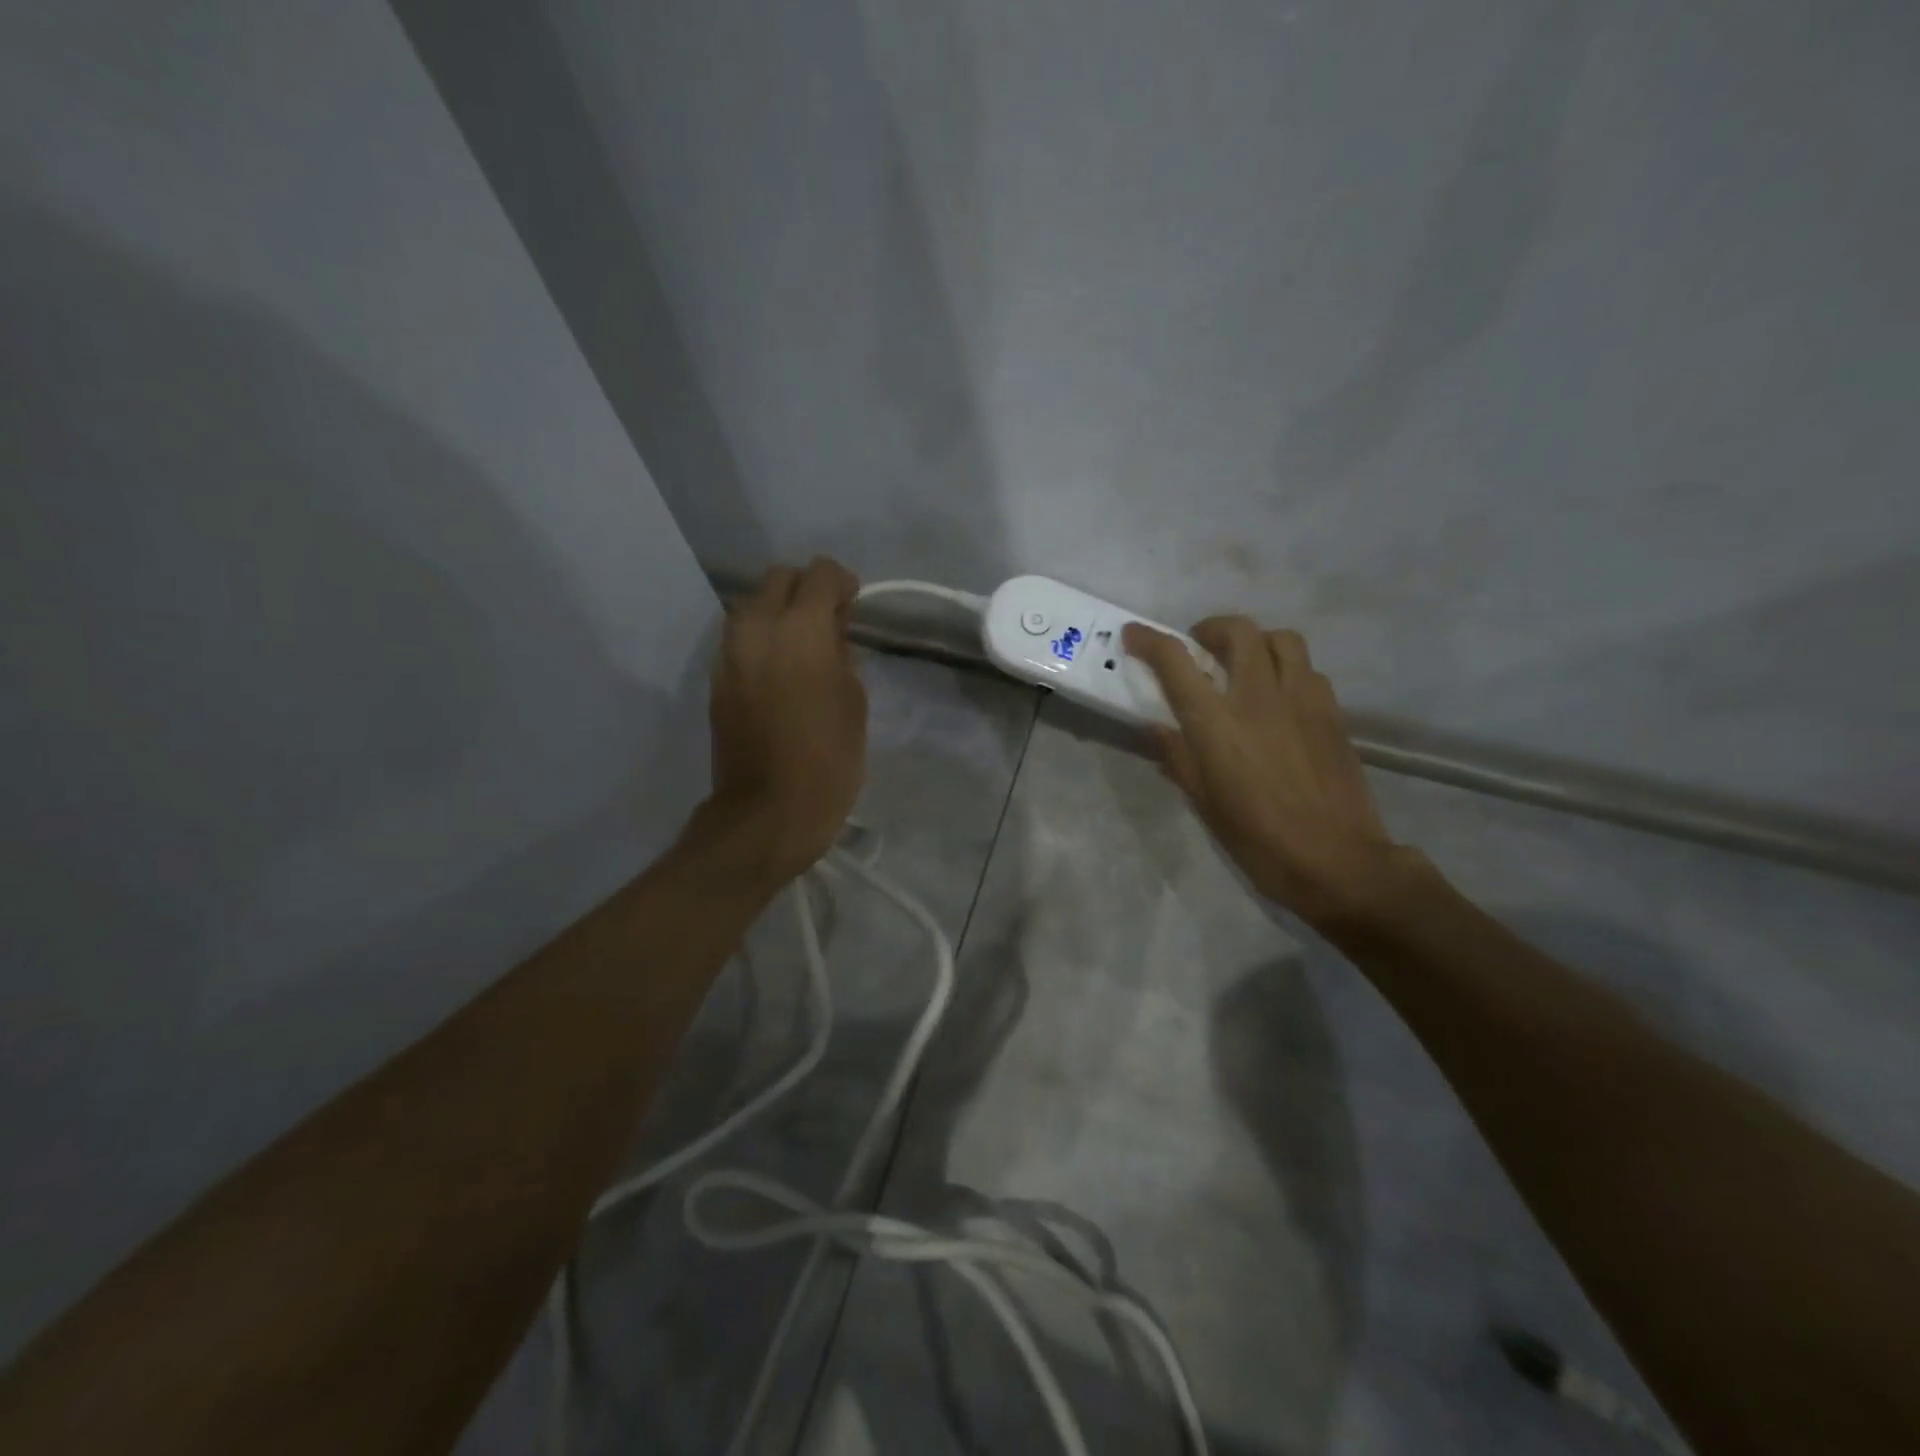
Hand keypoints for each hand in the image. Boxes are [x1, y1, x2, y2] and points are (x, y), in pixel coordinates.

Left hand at [703, 558, 866, 886]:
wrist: (767, 812)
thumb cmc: (828, 761)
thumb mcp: (854, 703)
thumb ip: (843, 655)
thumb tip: (831, 637)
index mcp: (799, 630)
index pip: (819, 574)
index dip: (842, 582)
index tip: (854, 605)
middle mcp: (756, 628)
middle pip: (779, 578)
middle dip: (807, 589)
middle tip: (831, 623)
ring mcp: (730, 653)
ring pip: (754, 605)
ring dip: (781, 612)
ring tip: (806, 647)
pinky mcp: (717, 678)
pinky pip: (742, 638)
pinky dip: (763, 639)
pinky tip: (782, 669)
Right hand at [1122, 617, 1413, 926]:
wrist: (1337, 861)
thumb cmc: (1258, 839)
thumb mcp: (1204, 803)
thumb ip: (1178, 757)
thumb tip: (1158, 728)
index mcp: (1217, 724)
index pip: (1176, 662)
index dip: (1150, 641)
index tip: (1133, 635)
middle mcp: (1258, 698)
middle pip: (1237, 631)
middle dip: (1211, 629)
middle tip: (1200, 649)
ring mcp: (1302, 699)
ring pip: (1281, 639)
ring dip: (1255, 641)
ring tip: (1245, 663)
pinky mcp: (1332, 712)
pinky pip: (1308, 669)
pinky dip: (1287, 668)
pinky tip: (1280, 696)